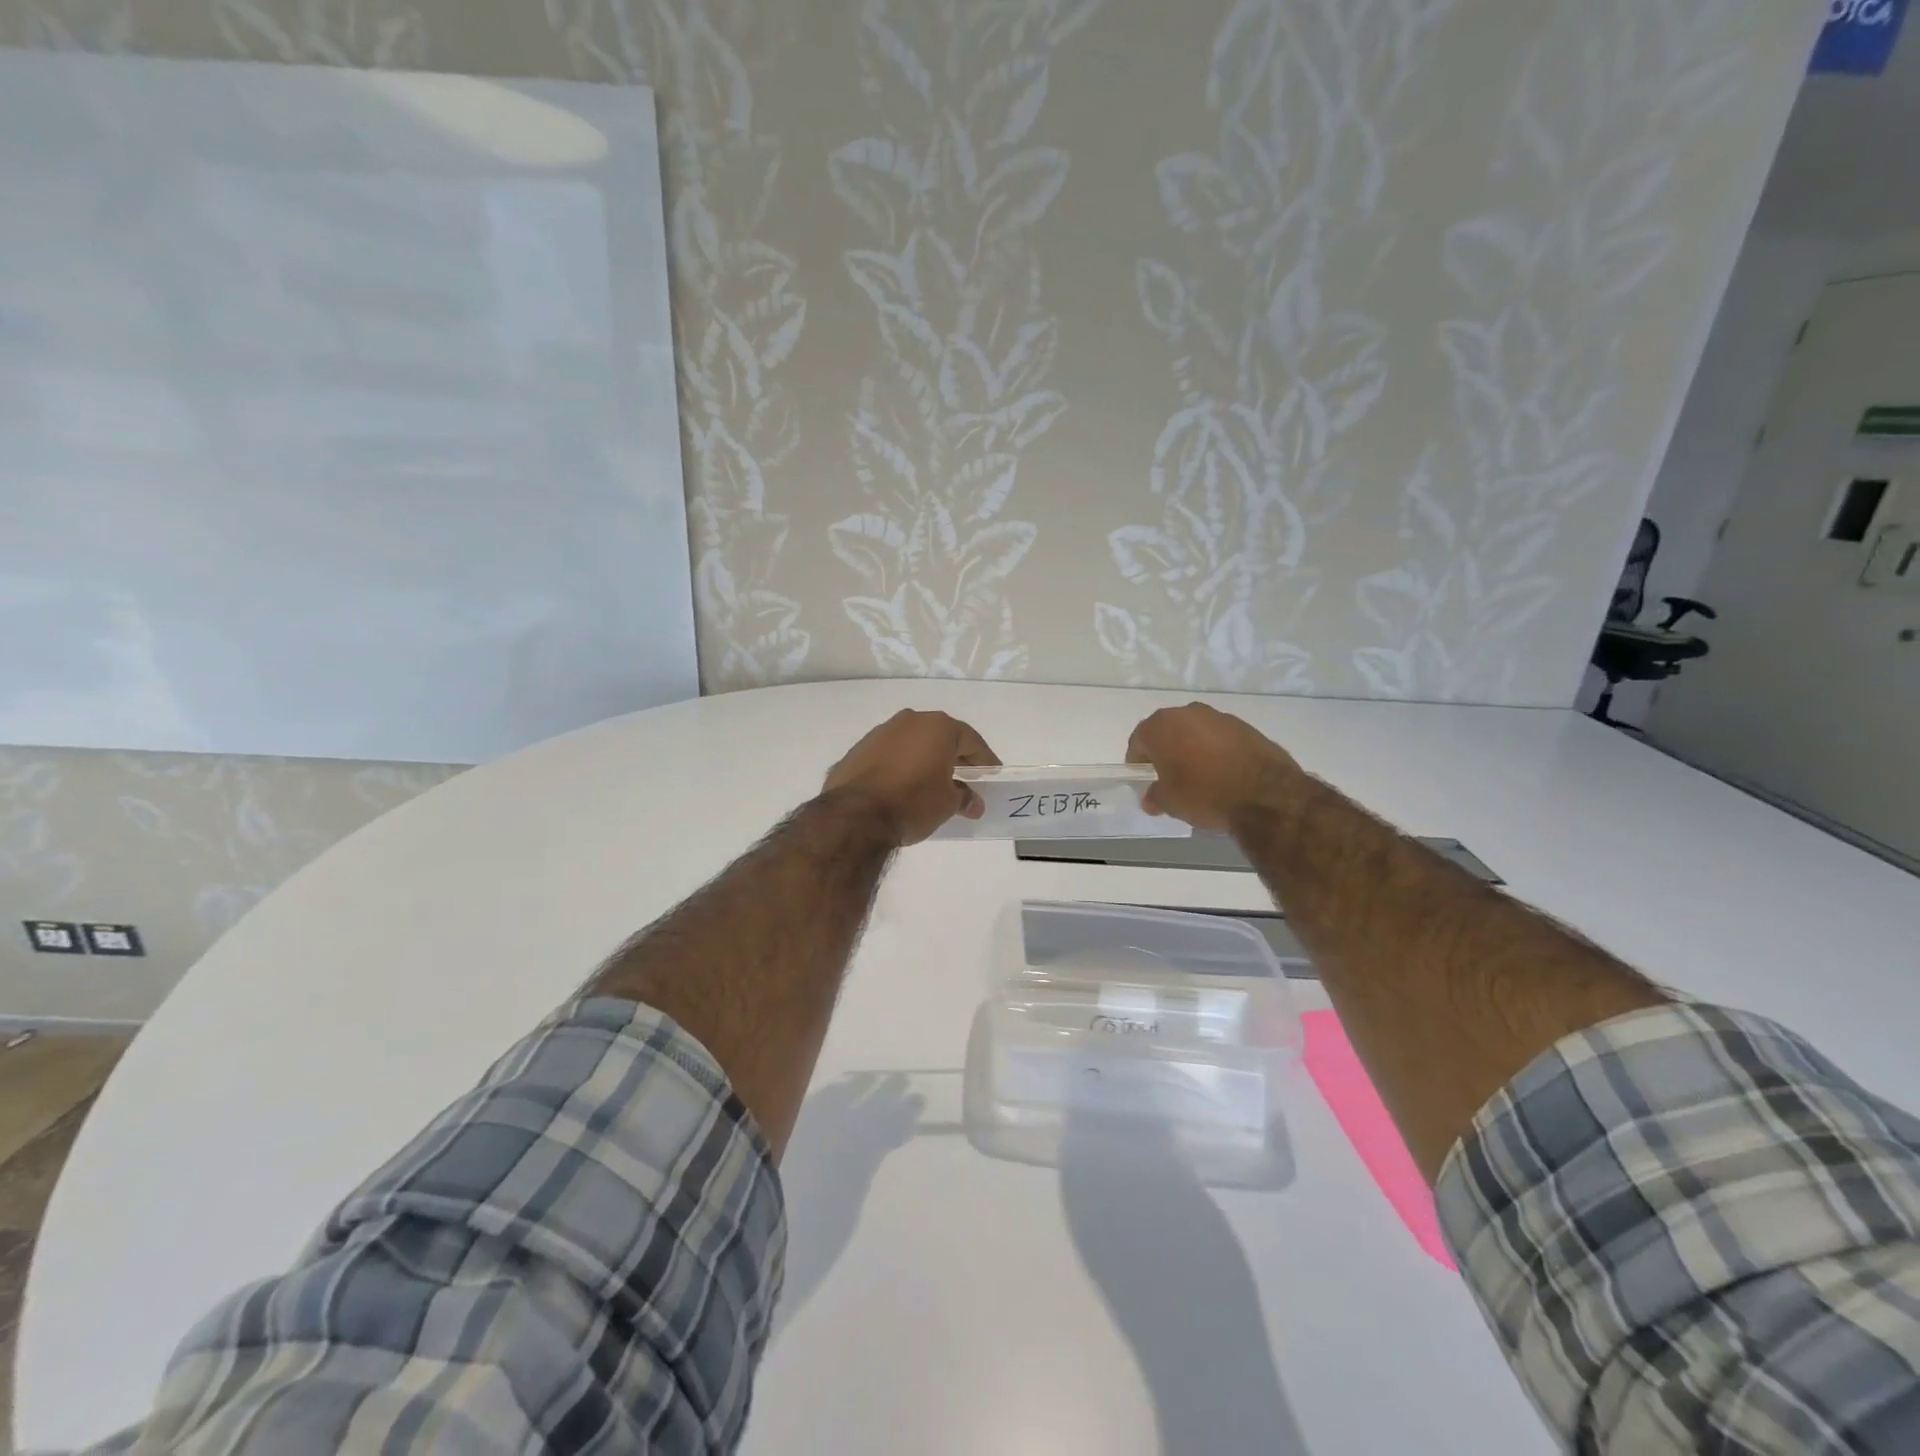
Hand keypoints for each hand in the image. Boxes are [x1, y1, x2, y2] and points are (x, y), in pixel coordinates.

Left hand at [824, 710, 1001, 845]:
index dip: (985, 760)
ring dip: (926, 760)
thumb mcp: (947, 804)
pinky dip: (902, 766)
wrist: (855, 814)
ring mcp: (881, 732)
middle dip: (956, 758)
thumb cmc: (913, 802)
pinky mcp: (859, 749)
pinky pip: (891, 754)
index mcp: (938, 727)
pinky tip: (905, 786)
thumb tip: (973, 803)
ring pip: (913, 743)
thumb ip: (964, 798)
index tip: (993, 774)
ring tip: (935, 784)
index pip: (971, 741)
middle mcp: (910, 720)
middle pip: (941, 738)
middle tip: (968, 778)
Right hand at [1125, 703, 1304, 832]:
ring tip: (1199, 775)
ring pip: (1195, 732)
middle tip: (1169, 776)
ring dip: (1192, 748)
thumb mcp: (1170, 802)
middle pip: (1167, 732)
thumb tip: (1150, 797)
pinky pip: (1220, 737)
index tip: (1144, 779)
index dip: (1138, 762)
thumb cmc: (1204, 794)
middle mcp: (1187, 713)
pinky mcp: (1245, 726)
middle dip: (1165, 751)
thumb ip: (1154, 796)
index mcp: (1160, 727)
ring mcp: (1218, 716)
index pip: (1138, 741)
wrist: (1265, 794)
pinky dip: (1216, 750)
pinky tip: (1223, 772)